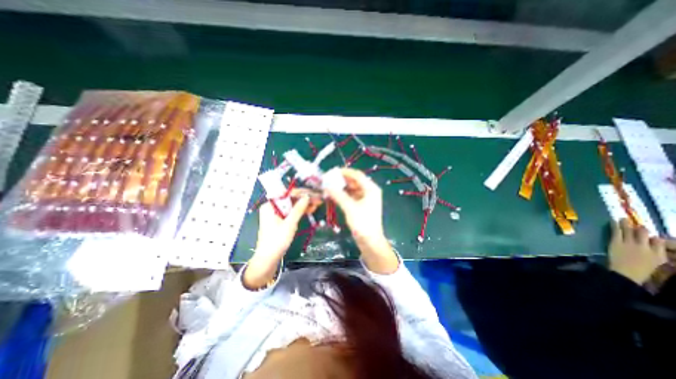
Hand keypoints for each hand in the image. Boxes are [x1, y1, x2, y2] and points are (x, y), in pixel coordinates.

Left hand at [244, 194, 309, 288]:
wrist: (268, 258)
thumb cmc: (277, 240)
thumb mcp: (290, 223)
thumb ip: (298, 209)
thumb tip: (307, 197)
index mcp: (270, 205)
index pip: (287, 194)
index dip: (301, 193)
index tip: (313, 193)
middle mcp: (272, 207)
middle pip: (290, 199)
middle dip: (304, 199)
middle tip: (318, 199)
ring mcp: (276, 213)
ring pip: (292, 205)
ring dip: (304, 205)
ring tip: (317, 204)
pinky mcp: (280, 220)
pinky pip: (291, 212)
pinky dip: (300, 211)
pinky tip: (310, 210)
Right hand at [324, 167, 396, 272]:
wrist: (370, 241)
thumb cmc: (363, 223)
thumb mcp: (350, 208)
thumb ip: (338, 195)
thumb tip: (327, 186)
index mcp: (371, 188)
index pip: (357, 175)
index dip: (344, 172)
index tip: (331, 172)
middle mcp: (369, 190)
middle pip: (354, 181)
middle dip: (341, 180)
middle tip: (328, 179)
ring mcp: (365, 198)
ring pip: (352, 188)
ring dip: (341, 187)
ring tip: (329, 186)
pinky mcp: (361, 204)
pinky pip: (351, 195)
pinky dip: (343, 194)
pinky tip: (334, 194)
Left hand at [608, 219, 663, 283]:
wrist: (625, 273)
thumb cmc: (640, 270)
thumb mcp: (655, 263)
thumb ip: (656, 254)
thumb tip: (655, 245)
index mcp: (659, 254)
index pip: (659, 241)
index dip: (655, 237)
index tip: (651, 235)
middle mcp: (646, 247)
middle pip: (644, 234)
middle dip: (641, 229)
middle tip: (638, 225)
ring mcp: (630, 244)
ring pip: (630, 231)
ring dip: (626, 224)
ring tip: (623, 218)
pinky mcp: (617, 242)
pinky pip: (617, 232)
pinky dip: (615, 225)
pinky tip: (612, 220)